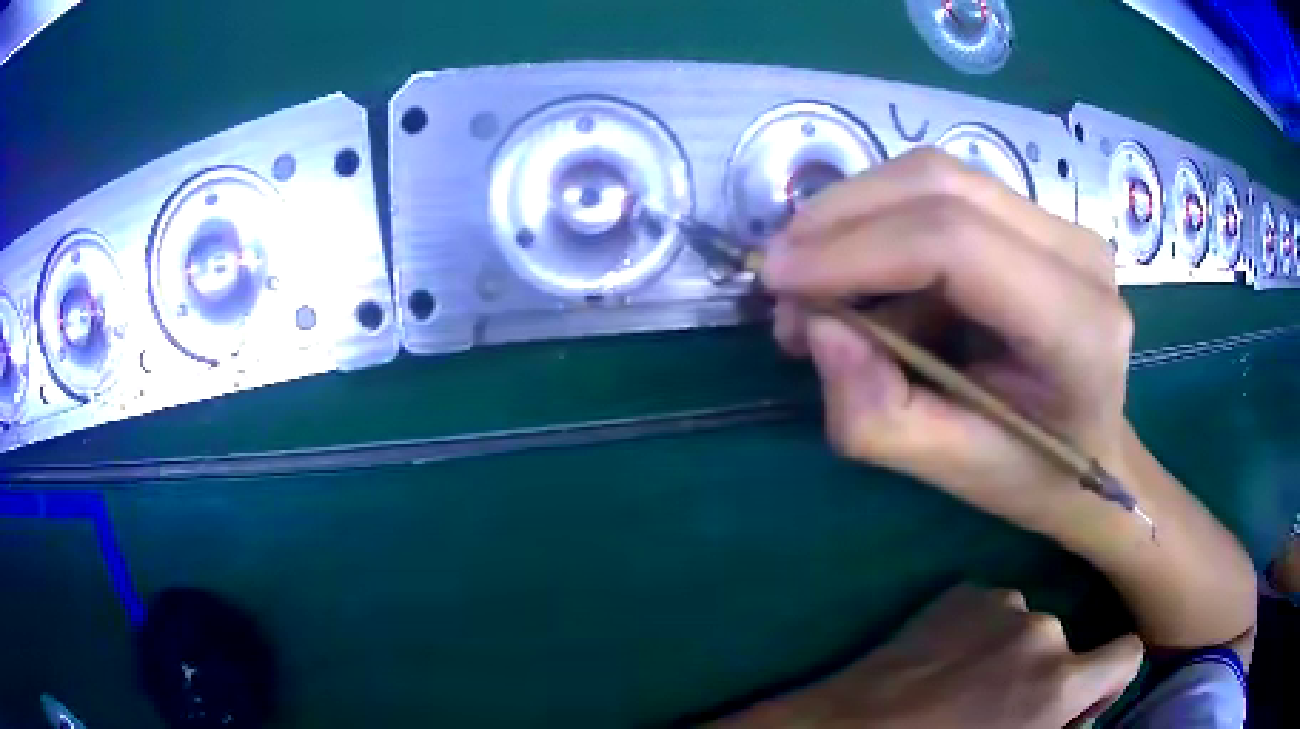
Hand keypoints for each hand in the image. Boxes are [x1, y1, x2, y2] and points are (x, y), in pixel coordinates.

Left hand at [717, 585, 1142, 728]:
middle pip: (1069, 647)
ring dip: (1012, 653)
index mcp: (1059, 683)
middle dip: (1049, 676)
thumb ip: (1060, 728)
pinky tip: (944, 662)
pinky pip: (991, 612)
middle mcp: (1043, 631)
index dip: (1111, 680)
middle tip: (1003, 707)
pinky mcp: (959, 593)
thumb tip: (1079, 717)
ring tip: (965, 686)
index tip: (1085, 700)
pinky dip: (980, 633)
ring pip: (1029, 627)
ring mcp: (999, 604)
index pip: (1127, 653)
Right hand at [762, 149, 1132, 536]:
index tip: (778, 280)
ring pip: (934, 176)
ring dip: (854, 217)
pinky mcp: (1037, 218)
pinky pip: (943, 193)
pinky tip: (861, 277)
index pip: (956, 244)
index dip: (855, 249)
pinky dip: (882, 224)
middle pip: (939, 184)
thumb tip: (818, 328)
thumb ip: (877, 415)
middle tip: (781, 276)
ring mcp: (1061, 225)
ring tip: (813, 283)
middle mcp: (1079, 253)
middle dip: (840, 218)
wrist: (1092, 453)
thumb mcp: (949, 469)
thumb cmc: (1032, 474)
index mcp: (1078, 327)